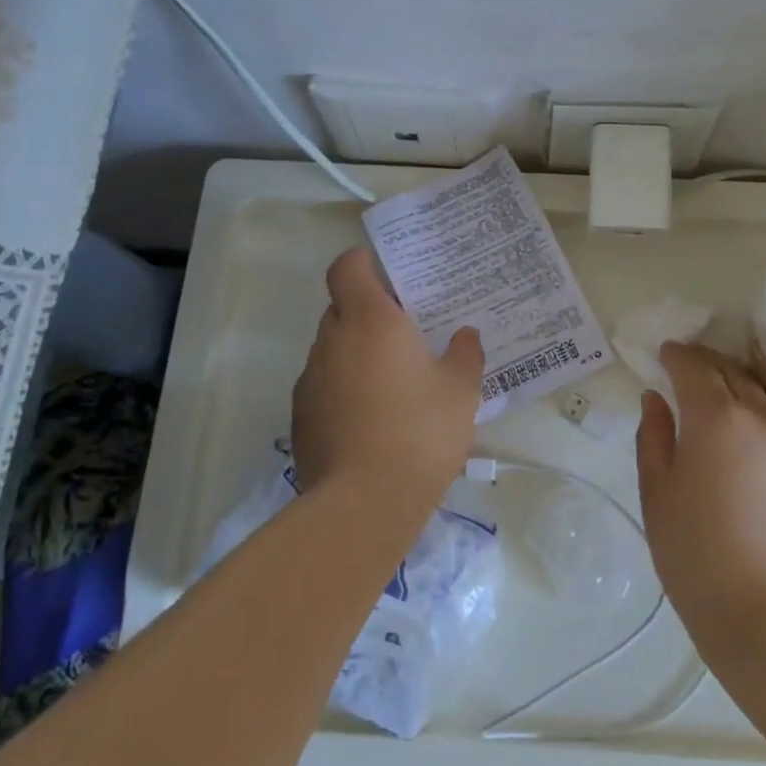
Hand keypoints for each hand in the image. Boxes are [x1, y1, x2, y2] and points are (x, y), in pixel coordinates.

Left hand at [290, 247, 483, 507]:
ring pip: (332, 349)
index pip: (347, 268)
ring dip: (355, 354)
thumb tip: (465, 335)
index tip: (386, 274)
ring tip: (391, 383)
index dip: (362, 263)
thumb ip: (465, 355)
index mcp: (370, 320)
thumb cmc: (420, 431)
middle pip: (341, 308)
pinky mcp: (300, 417)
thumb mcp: (461, 390)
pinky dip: (343, 390)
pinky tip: (371, 421)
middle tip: (405, 334)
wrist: (364, 503)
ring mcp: (310, 379)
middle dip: (368, 314)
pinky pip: (324, 386)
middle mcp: (333, 340)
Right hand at [635, 342, 765, 656]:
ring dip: (736, 393)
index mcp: (716, 418)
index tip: (664, 354)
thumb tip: (656, 400)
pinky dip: (760, 428)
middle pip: (733, 372)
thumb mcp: (657, 492)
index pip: (694, 365)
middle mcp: (761, 419)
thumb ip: (654, 436)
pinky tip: (747, 457)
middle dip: (706, 364)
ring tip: (717, 409)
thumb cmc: (695, 555)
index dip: (676, 354)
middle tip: (686, 369)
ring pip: (762, 401)